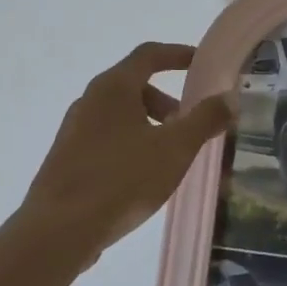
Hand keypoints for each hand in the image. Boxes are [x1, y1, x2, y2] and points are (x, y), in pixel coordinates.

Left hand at [18, 42, 235, 264]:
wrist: (58, 230)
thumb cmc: (121, 179)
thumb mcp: (175, 148)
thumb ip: (204, 119)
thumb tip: (228, 97)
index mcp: (113, 87)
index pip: (149, 54)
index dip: (178, 54)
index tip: (201, 63)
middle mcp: (89, 99)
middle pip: (134, 86)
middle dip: (166, 101)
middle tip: (188, 127)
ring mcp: (73, 129)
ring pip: (120, 115)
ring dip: (148, 125)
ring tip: (167, 158)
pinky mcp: (66, 158)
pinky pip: (106, 138)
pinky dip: (130, 144)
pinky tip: (140, 179)